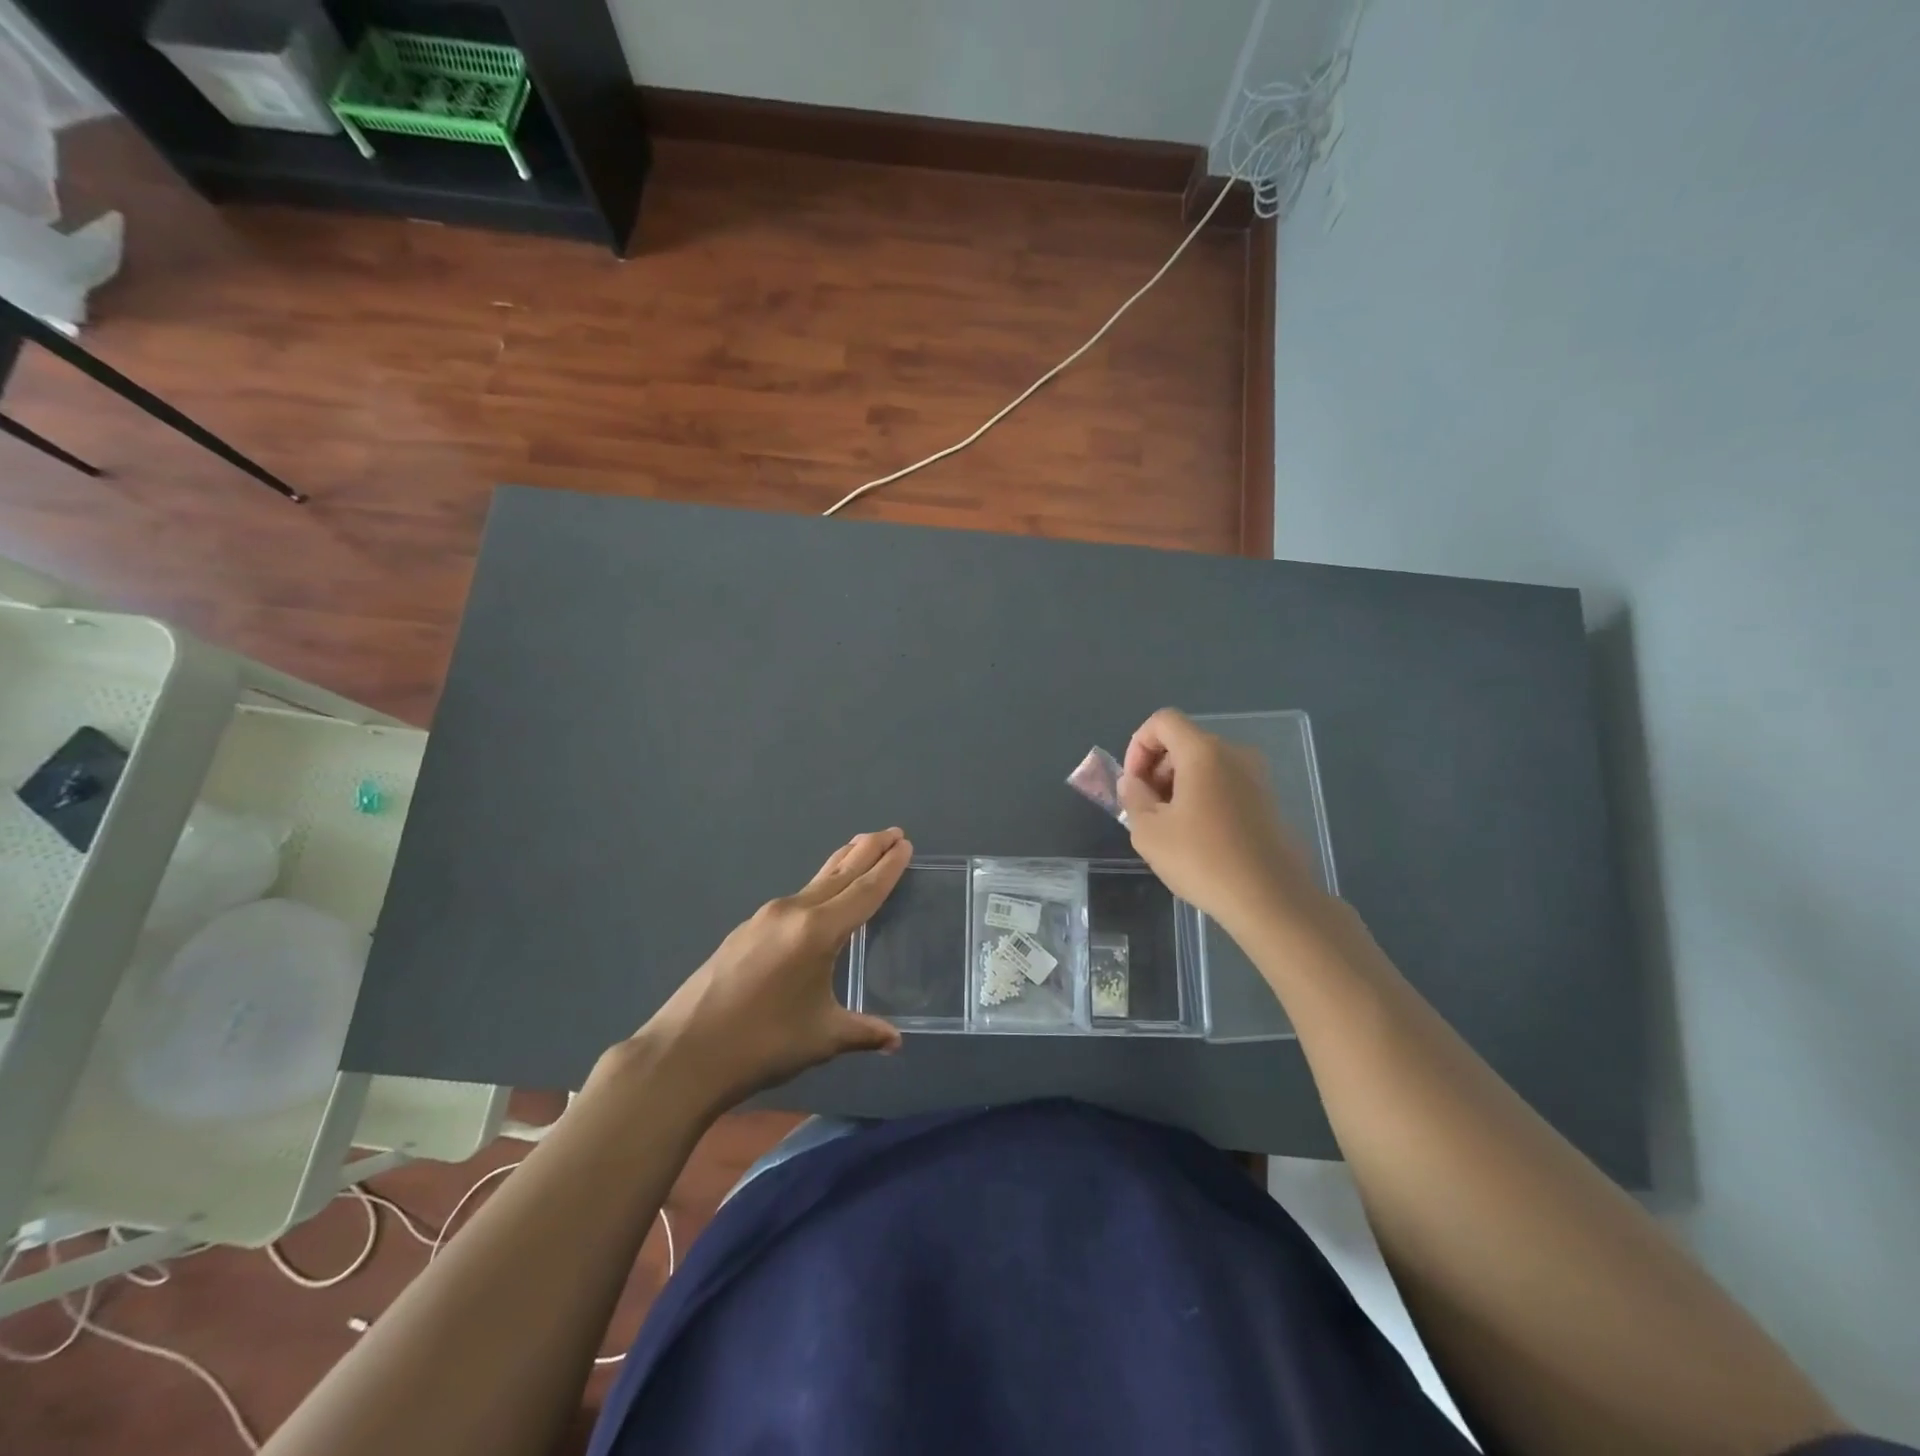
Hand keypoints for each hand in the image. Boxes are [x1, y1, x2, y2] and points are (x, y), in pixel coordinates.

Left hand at [615, 829, 912, 1112]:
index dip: (887, 869)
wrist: (683, 1053)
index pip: (863, 892)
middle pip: (839, 874)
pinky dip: (818, 888)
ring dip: (841, 865)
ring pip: (814, 883)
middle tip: (893, 832)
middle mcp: (792, 913)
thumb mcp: (822, 1038)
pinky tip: (819, 899)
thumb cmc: (762, 1044)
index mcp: (817, 931)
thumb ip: (863, 1032)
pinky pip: (794, 899)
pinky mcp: (745, 931)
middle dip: (868, 851)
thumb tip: (895, 1041)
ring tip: (860, 848)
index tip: (904, 845)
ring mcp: (764, 918)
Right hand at [1117, 709, 1321, 935]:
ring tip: (1170, 827)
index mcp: (1203, 752)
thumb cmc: (1202, 859)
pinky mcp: (1267, 801)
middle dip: (1156, 768)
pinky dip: (1202, 797)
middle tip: (1146, 809)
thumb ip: (1133, 797)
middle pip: (1183, 742)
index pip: (1162, 721)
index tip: (1133, 784)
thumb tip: (1133, 782)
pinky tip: (1198, 837)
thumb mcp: (1148, 831)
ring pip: (1204, 764)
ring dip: (1178, 785)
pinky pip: (1224, 784)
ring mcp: (1256, 777)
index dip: (1137, 746)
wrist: (1270, 899)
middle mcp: (1234, 754)